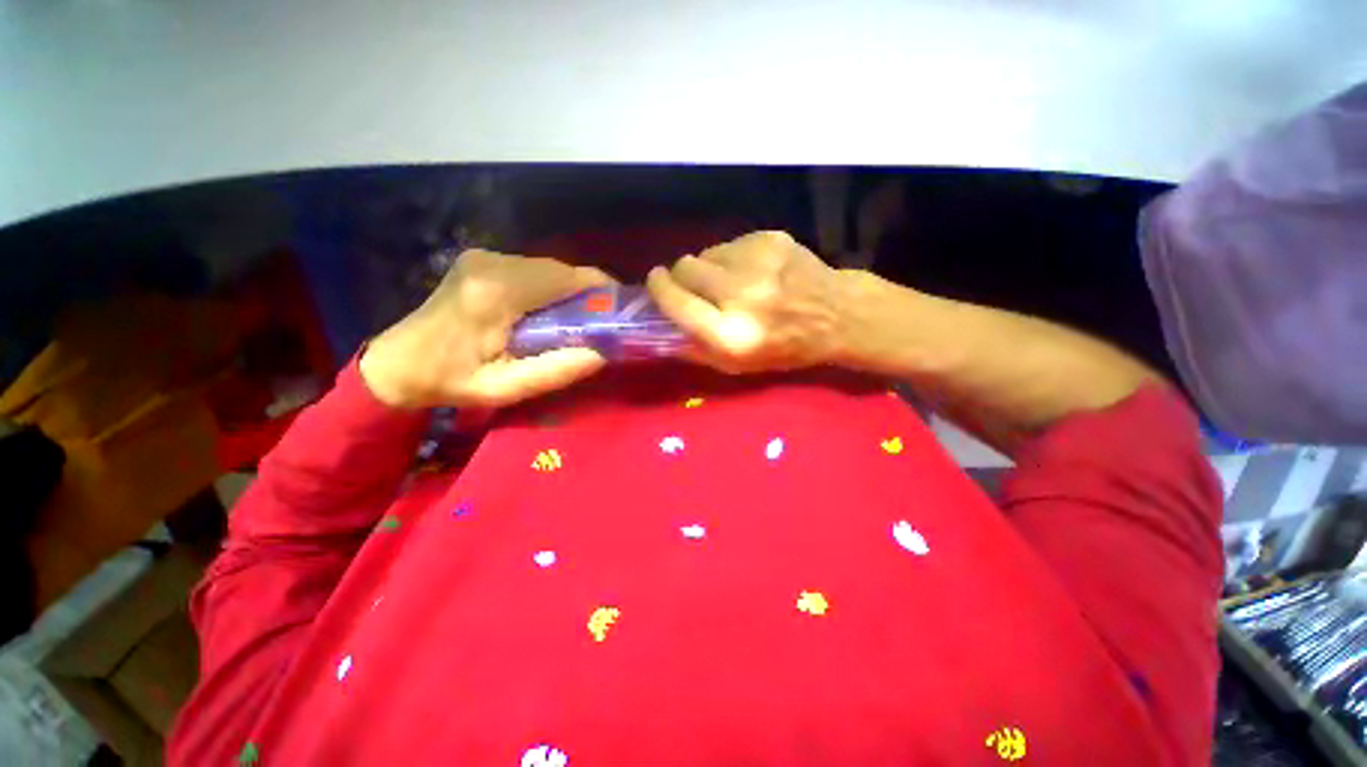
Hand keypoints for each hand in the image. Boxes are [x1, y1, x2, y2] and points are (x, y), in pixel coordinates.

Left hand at [360, 250, 612, 408]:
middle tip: (599, 326)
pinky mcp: (483, 260)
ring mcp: (485, 257)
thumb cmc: (450, 381)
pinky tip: (547, 313)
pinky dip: (551, 289)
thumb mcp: (505, 389)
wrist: (397, 362)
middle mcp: (492, 264)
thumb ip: (557, 370)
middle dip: (588, 295)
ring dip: (569, 293)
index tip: (620, 313)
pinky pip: (534, 270)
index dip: (602, 291)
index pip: (567, 278)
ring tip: (575, 323)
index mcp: (496, 293)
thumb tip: (604, 352)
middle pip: (562, 271)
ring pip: (550, 269)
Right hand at [646, 231, 855, 373]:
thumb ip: (694, 348)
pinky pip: (730, 244)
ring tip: (731, 281)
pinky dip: (733, 258)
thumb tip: (660, 323)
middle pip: (685, 268)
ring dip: (709, 267)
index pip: (675, 302)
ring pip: (706, 253)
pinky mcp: (770, 239)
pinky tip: (753, 271)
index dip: (659, 289)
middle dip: (682, 276)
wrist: (836, 316)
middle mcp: (741, 295)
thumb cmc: (783, 349)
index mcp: (730, 335)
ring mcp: (757, 262)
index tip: (656, 283)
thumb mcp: (736, 366)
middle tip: (695, 286)